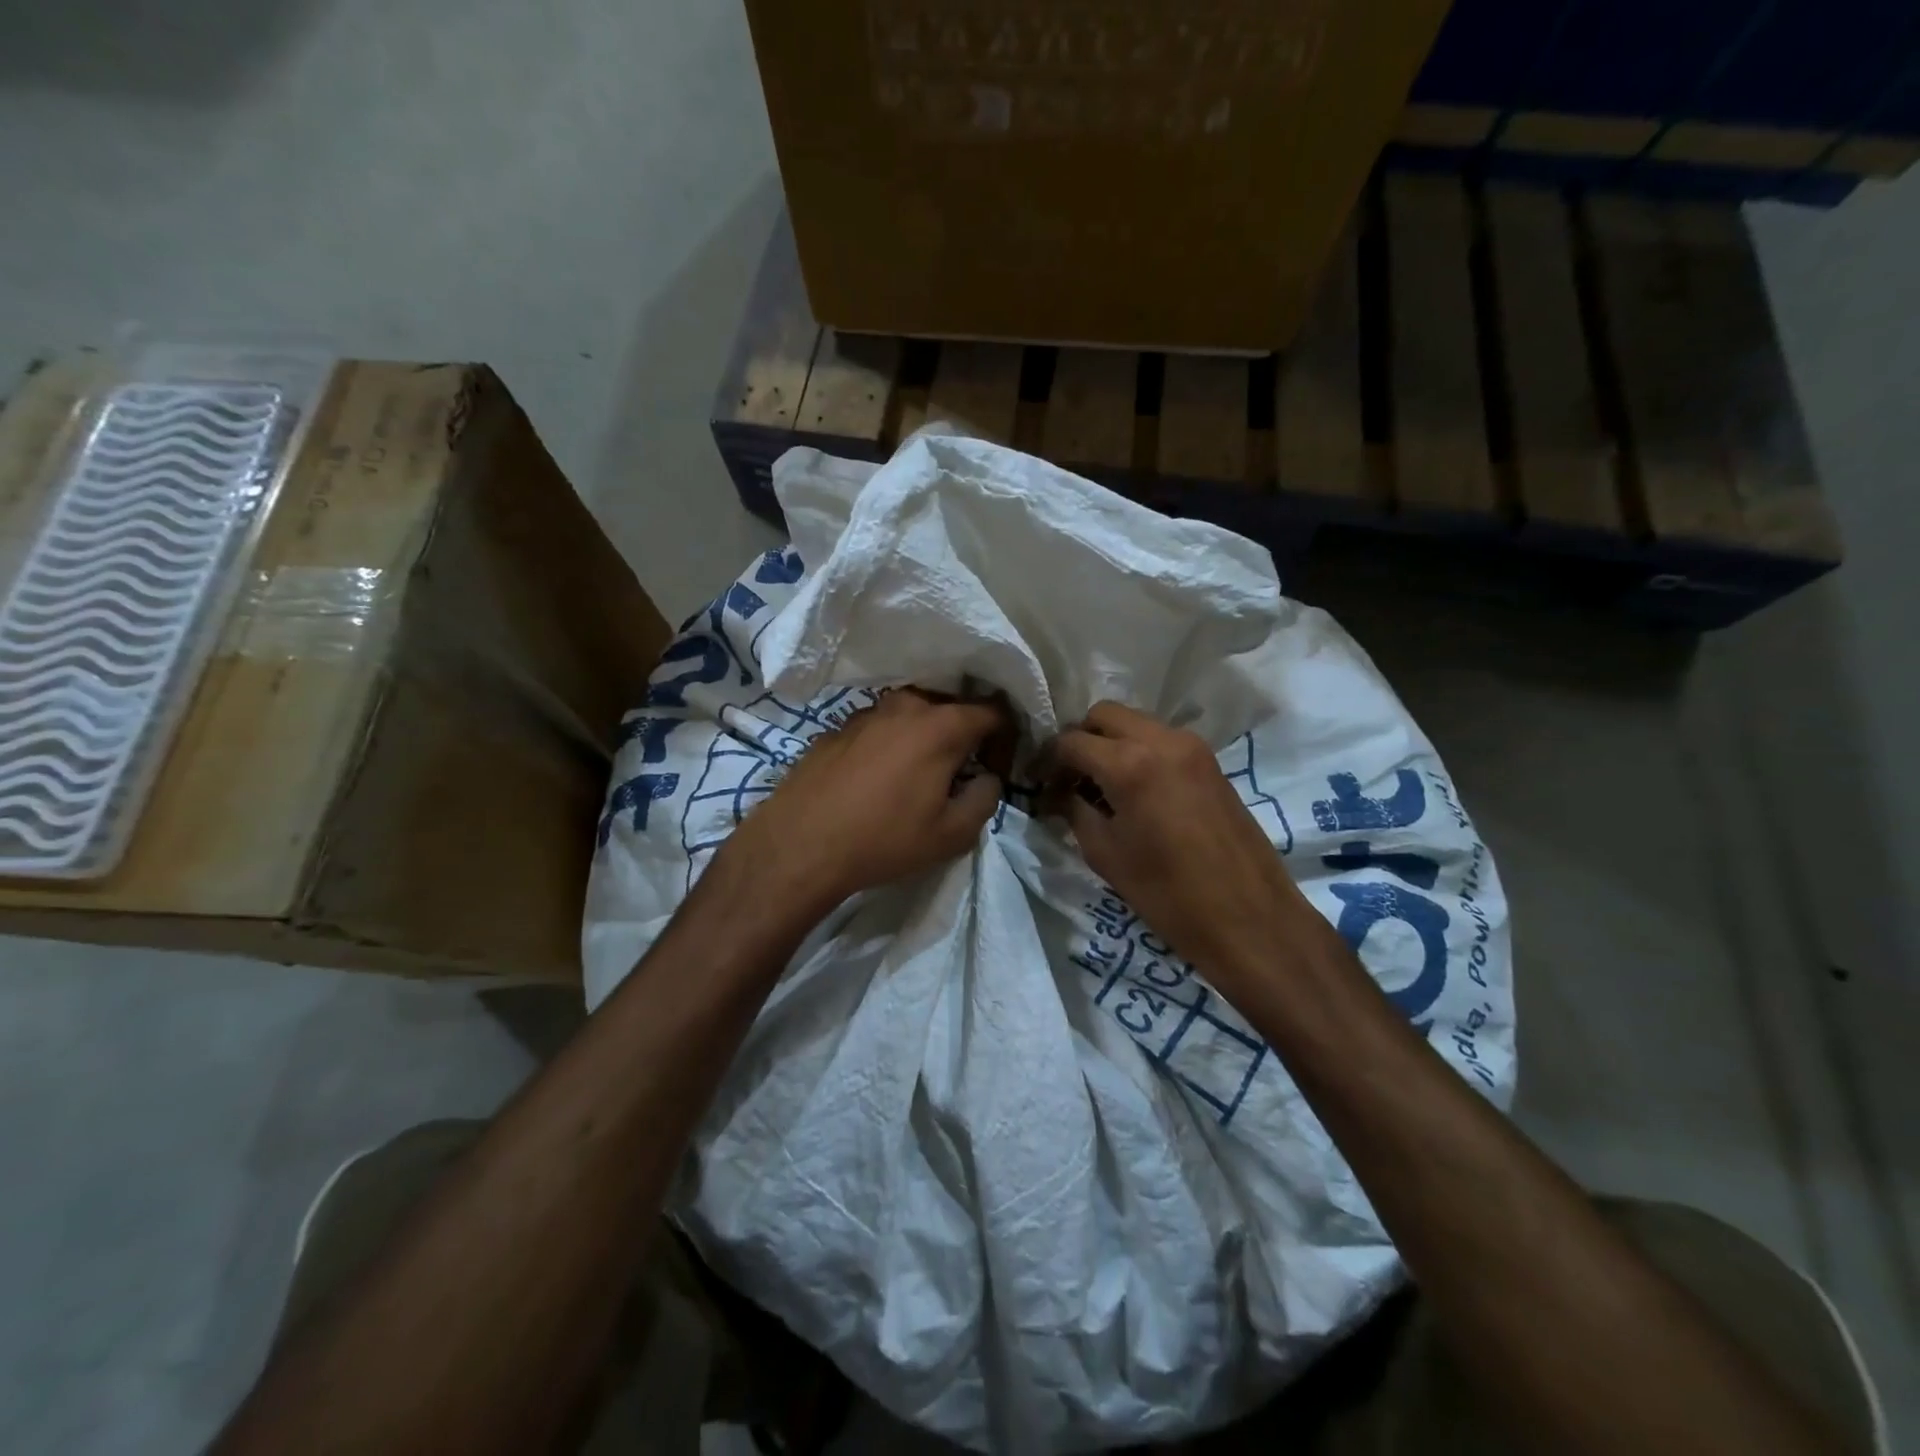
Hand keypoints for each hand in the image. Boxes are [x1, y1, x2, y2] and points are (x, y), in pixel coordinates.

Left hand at [723, 689, 1012, 916]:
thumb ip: (986, 798)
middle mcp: (906, 705)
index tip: (999, 767)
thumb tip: (987, 777)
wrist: (799, 843)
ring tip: (920, 775)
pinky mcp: (837, 727)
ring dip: (926, 737)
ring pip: (913, 715)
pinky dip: (892, 743)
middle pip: (952, 706)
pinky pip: (880, 727)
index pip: (994, 711)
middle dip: (966, 734)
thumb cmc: (884, 839)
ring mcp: (867, 712)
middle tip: (963, 771)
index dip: (1006, 737)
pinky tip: (879, 779)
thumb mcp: (953, 834)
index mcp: (942, 725)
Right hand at [1050, 702, 1315, 989]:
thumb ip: (1075, 811)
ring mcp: (1191, 747)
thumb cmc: (1167, 894)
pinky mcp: (1210, 761)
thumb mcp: (1105, 854)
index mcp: (1129, 763)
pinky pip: (1161, 739)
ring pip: (1135, 722)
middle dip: (1080, 739)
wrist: (1248, 917)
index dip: (1048, 760)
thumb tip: (1059, 794)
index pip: (1071, 741)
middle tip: (1069, 777)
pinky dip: (1139, 751)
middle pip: (1104, 714)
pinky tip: (1133, 789)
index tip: (1039, 783)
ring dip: (1111, 743)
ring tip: (1100, 784)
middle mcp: (1161, 740)